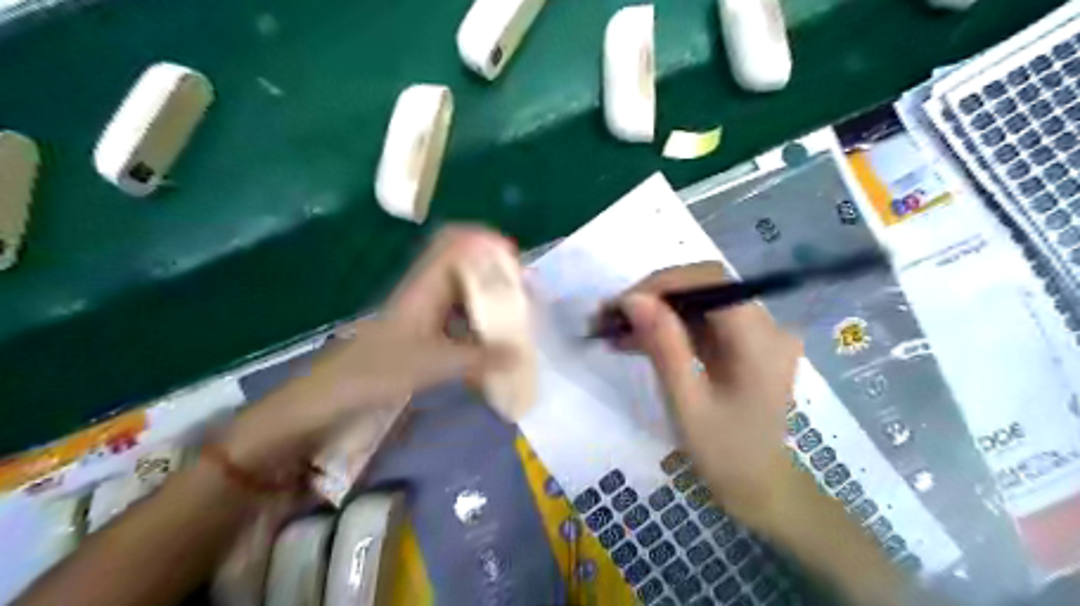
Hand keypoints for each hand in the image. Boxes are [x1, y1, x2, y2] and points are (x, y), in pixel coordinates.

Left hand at [221, 228, 511, 472]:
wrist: (334, 394)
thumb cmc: (378, 370)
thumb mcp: (433, 364)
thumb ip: (479, 358)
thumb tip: (520, 354)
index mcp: (425, 285)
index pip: (454, 243)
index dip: (484, 240)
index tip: (513, 257)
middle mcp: (427, 290)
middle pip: (465, 264)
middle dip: (495, 271)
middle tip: (524, 291)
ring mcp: (426, 310)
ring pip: (464, 290)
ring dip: (489, 296)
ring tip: (517, 314)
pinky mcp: (426, 329)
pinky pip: (460, 315)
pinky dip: (480, 320)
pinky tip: (494, 340)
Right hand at [616, 263, 800, 521]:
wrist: (761, 488)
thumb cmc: (726, 455)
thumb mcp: (687, 403)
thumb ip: (663, 346)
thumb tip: (633, 299)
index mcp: (760, 339)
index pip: (710, 281)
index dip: (662, 284)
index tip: (620, 305)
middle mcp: (767, 325)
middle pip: (704, 286)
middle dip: (653, 297)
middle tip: (609, 316)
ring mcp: (757, 333)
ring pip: (698, 302)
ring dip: (655, 312)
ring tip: (613, 329)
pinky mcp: (744, 344)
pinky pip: (701, 321)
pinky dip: (668, 327)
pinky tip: (634, 340)